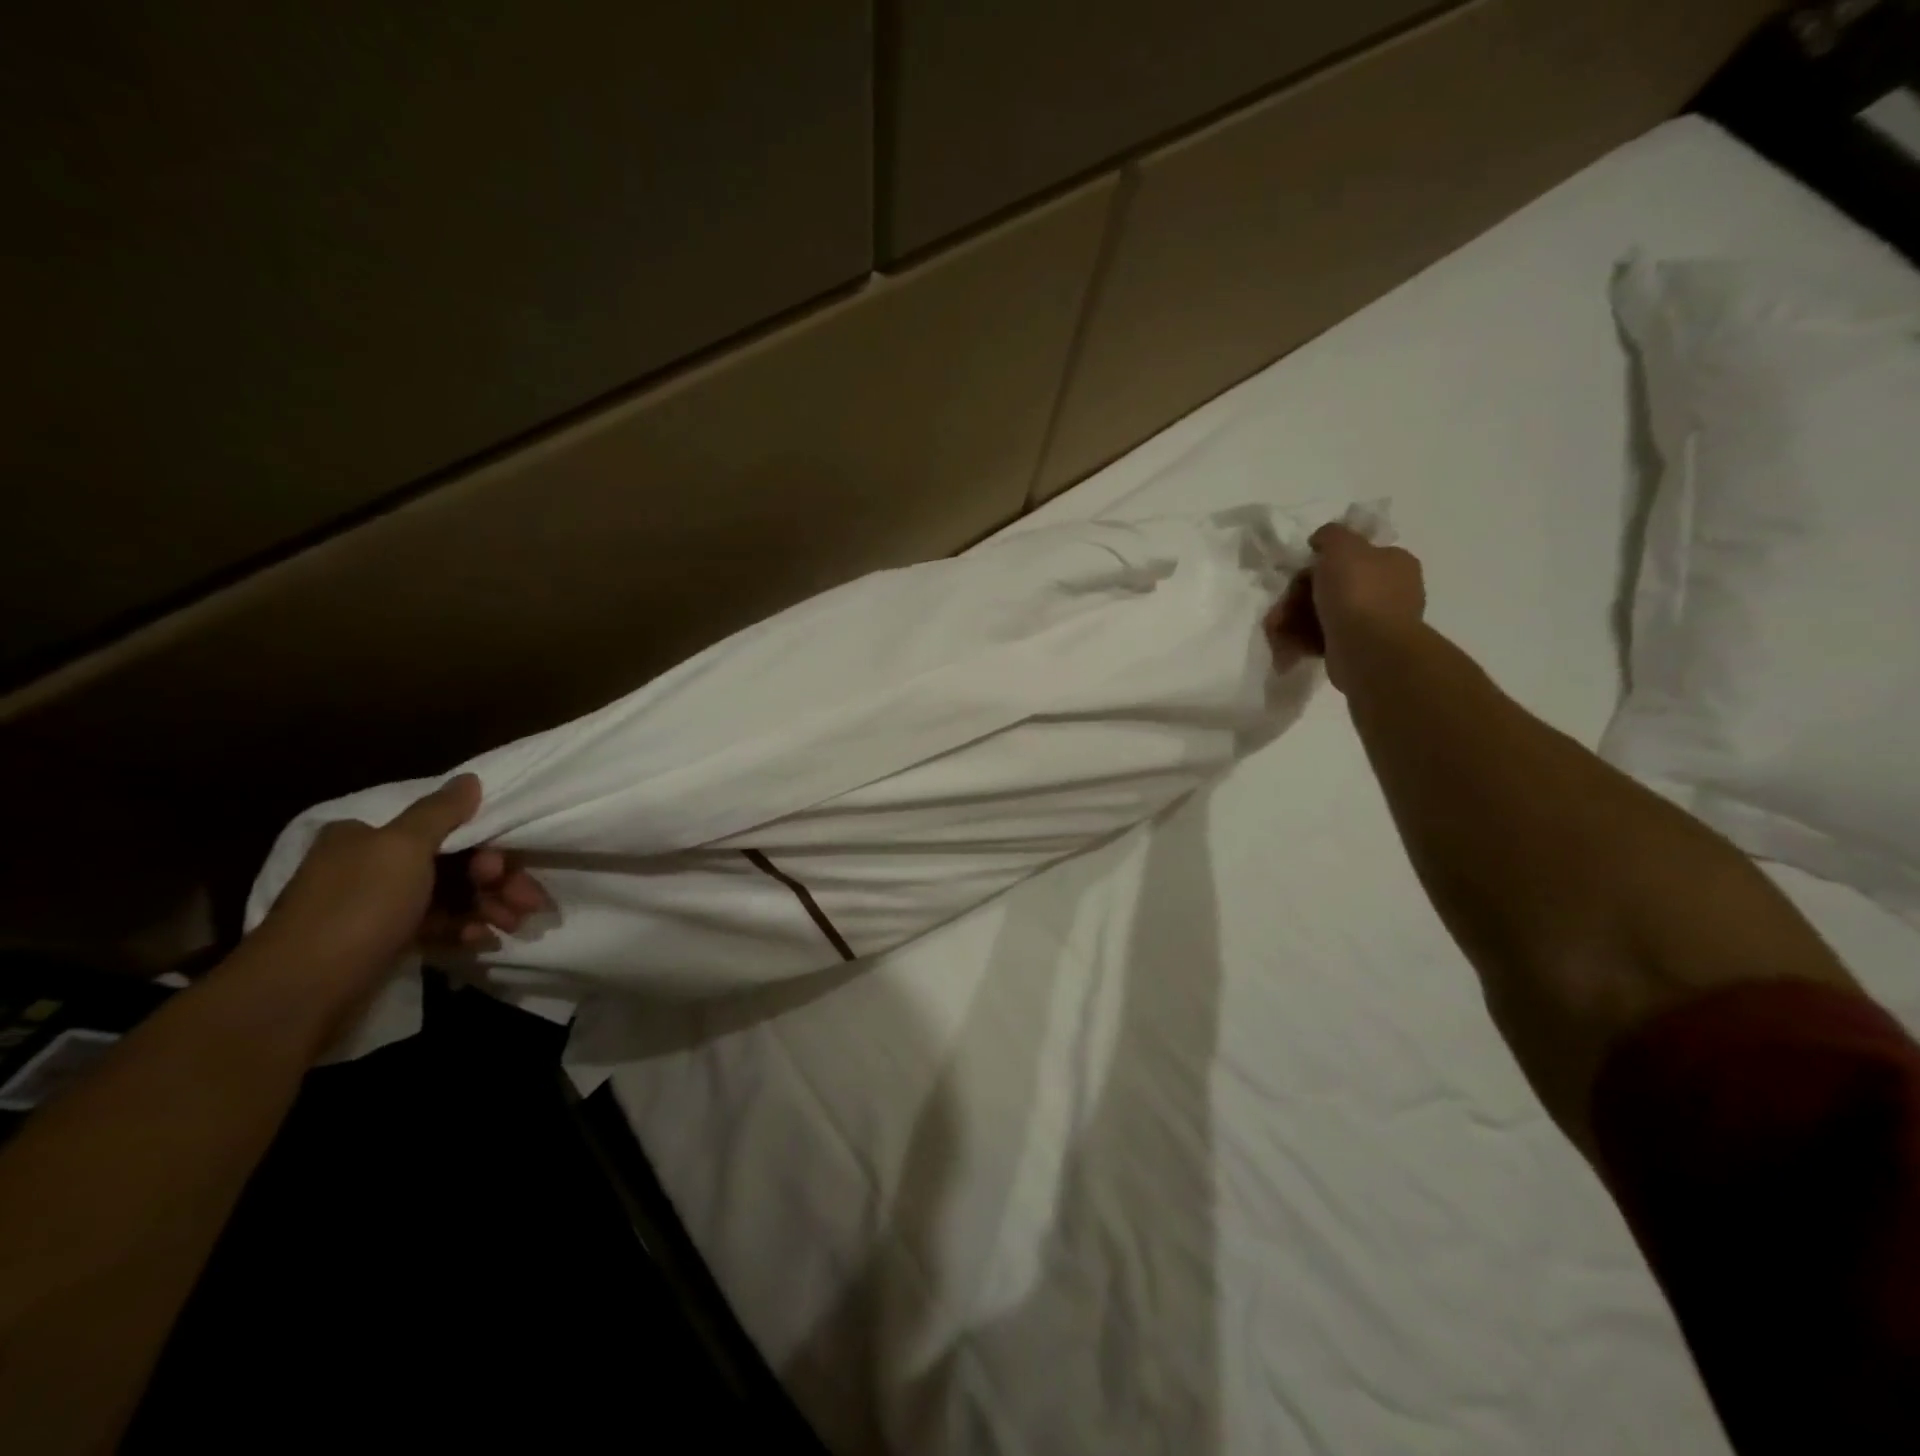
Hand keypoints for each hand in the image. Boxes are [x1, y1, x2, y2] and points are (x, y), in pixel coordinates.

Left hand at [255, 775, 549, 998]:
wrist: (298, 994)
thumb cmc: (357, 908)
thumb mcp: (402, 848)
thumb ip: (440, 812)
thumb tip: (469, 779)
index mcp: (366, 836)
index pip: (444, 830)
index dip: (484, 846)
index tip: (504, 870)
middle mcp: (367, 866)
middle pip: (452, 863)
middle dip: (495, 882)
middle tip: (526, 904)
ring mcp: (373, 908)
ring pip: (448, 897)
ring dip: (486, 907)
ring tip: (511, 926)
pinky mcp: (380, 944)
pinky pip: (433, 927)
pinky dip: (460, 930)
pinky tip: (479, 942)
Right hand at [1266, 523, 1425, 690]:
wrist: (1369, 649)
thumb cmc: (1358, 592)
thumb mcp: (1342, 547)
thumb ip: (1330, 535)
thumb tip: (1321, 540)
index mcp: (1391, 562)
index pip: (1350, 556)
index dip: (1318, 563)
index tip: (1297, 574)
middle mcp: (1386, 591)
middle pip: (1329, 587)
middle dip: (1296, 598)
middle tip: (1278, 609)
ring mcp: (1371, 623)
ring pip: (1321, 614)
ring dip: (1292, 621)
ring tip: (1274, 631)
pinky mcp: (1354, 649)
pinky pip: (1321, 638)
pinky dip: (1301, 641)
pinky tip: (1285, 647)